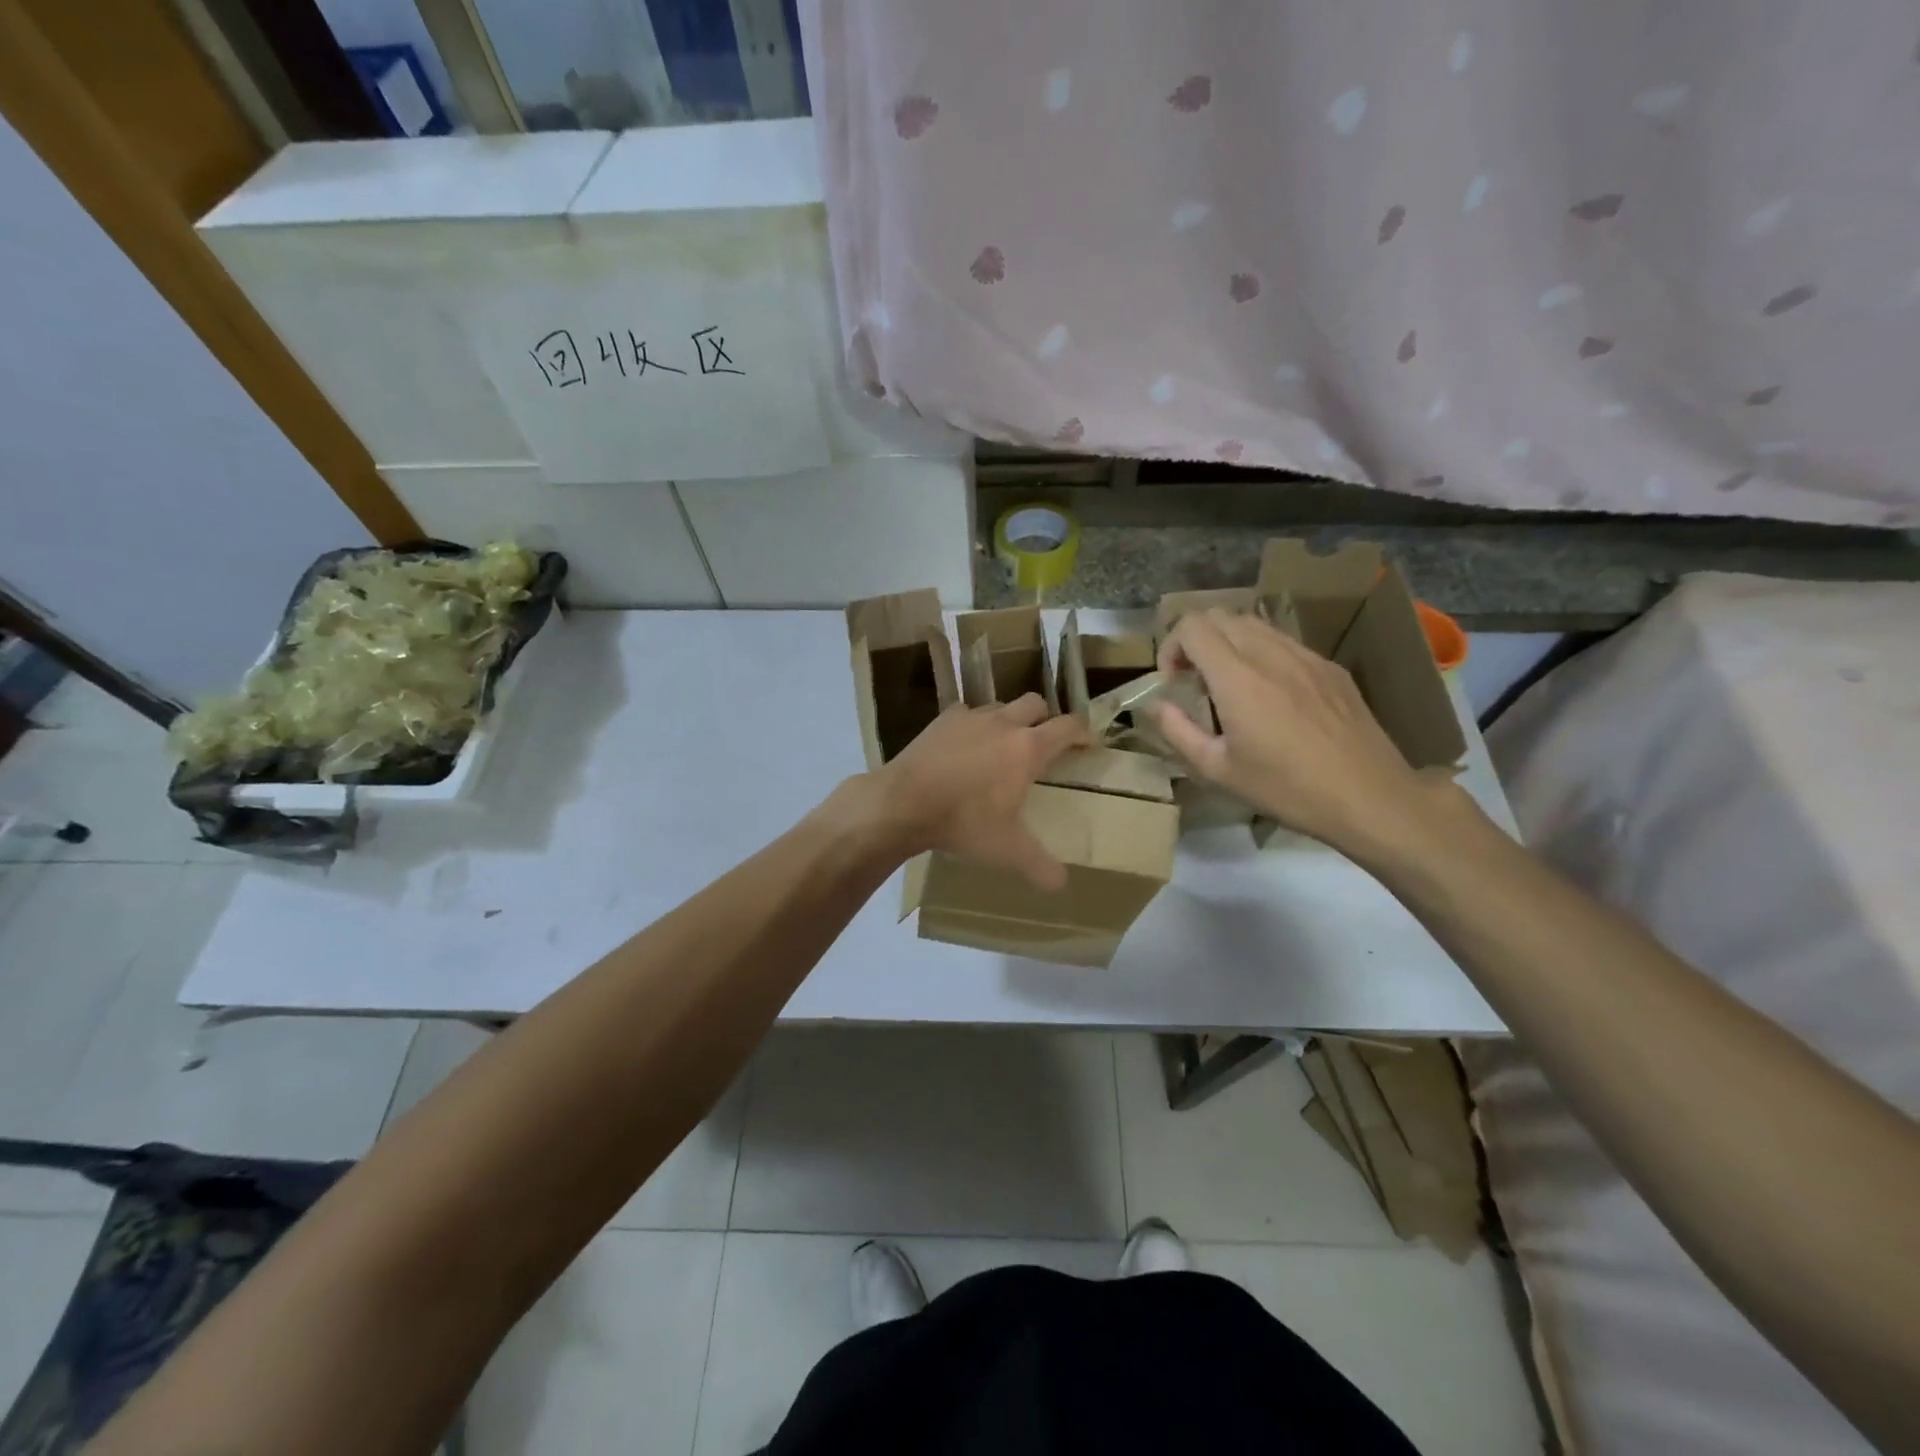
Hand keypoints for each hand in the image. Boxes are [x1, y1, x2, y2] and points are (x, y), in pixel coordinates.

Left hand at [870, 695, 1087, 889]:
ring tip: (1003, 743)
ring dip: (1009, 719)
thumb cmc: (964, 822)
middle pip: (1036, 703)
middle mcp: (1004, 723)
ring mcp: (971, 717)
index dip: (1083, 732)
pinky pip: (967, 713)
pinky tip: (965, 744)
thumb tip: (1061, 885)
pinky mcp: (941, 719)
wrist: (903, 802)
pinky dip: (974, 724)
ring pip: (1001, 705)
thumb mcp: (1007, 850)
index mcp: (1028, 749)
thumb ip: (1039, 865)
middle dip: (1045, 718)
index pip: (1068, 727)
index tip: (1088, 743)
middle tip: (1044, 742)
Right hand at [1152, 610, 1446, 857]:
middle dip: (1195, 641)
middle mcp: (1269, 654)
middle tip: (1195, 680)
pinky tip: (1270, 694)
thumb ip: (1178, 731)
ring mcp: (1305, 656)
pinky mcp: (1330, 667)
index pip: (1192, 627)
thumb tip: (1158, 706)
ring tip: (1230, 685)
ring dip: (1228, 643)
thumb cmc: (1286, 789)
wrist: (1369, 796)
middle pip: (1220, 616)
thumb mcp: (1218, 770)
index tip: (1174, 682)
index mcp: (1237, 678)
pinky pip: (1284, 642)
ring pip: (1253, 624)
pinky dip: (1261, 653)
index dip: (1171, 646)